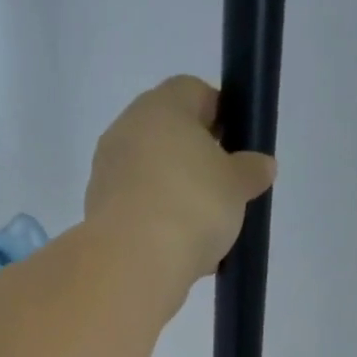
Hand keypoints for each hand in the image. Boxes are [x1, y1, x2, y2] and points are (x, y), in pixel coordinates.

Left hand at [84, 76, 277, 294]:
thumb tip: (260, 165)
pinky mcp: (96, 214)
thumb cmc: (191, 207)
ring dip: (175, 199)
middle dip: (196, 163)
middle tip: (221, 194)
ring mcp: (106, 174)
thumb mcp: (237, 186)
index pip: (194, 92)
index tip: (236, 148)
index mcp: (161, 107)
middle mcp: (125, 131)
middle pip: (168, 138)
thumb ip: (251, 171)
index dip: (220, 116)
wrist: (131, 263)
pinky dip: (155, 226)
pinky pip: (136, 211)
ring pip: (151, 178)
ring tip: (202, 235)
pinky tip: (177, 253)